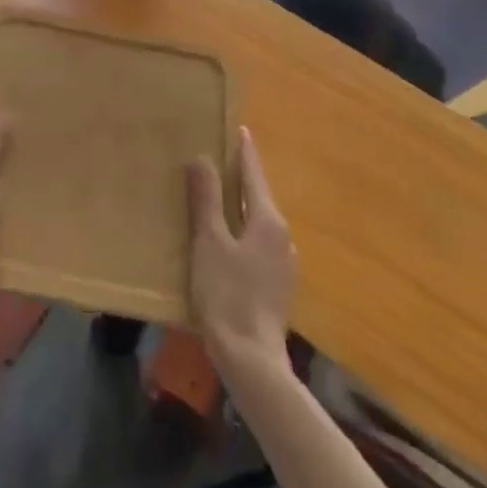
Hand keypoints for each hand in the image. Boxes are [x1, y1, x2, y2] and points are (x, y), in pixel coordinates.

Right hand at [188, 128, 295, 379]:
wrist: (251, 358)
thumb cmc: (227, 293)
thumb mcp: (209, 241)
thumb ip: (207, 199)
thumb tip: (203, 158)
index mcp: (268, 221)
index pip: (255, 175)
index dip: (245, 152)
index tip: (240, 129)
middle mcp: (283, 237)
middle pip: (260, 197)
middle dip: (242, 178)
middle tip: (220, 158)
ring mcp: (283, 263)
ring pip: (260, 221)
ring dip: (242, 205)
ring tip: (219, 195)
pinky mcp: (277, 284)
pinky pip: (259, 243)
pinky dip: (243, 229)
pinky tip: (227, 239)